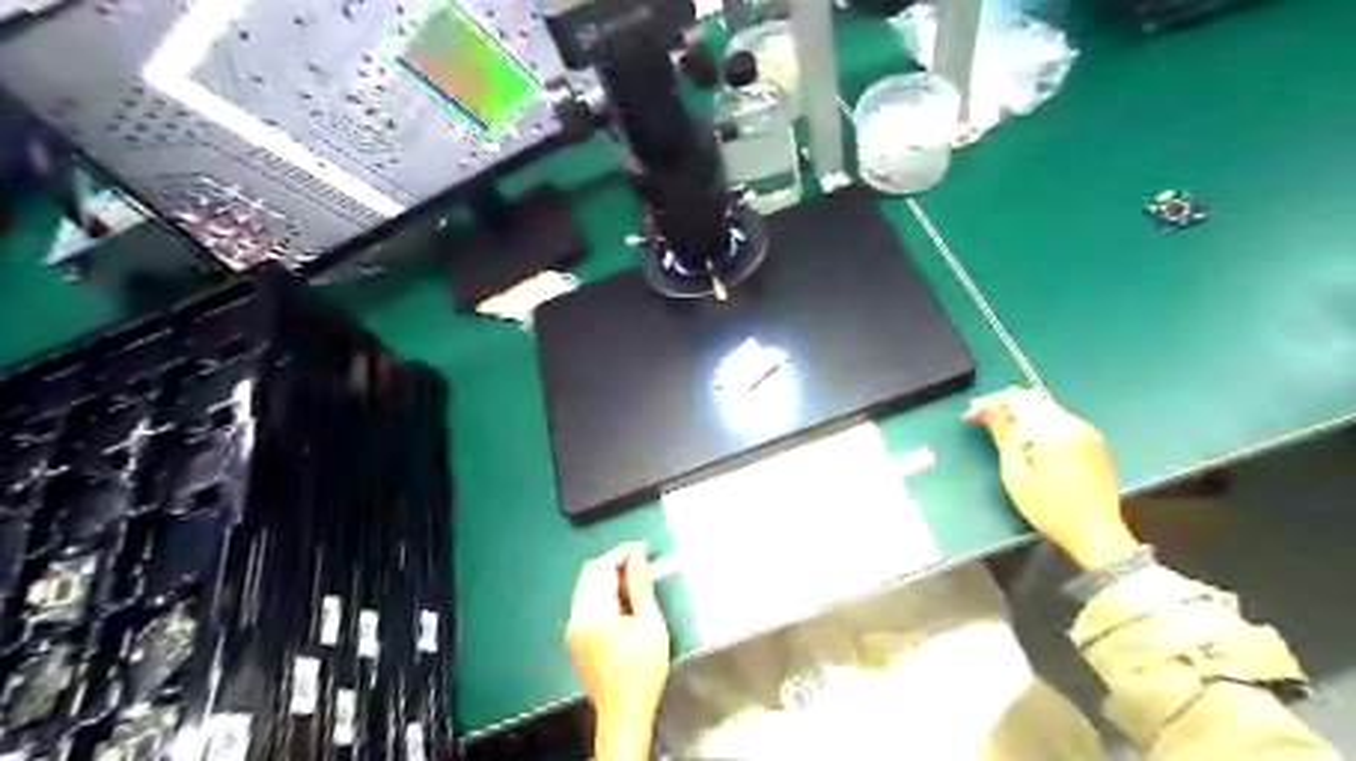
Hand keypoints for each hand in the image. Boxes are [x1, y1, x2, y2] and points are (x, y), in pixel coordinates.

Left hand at [566, 542, 667, 759]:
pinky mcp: (574, 639)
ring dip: (606, 577)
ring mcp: (572, 629)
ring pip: (584, 587)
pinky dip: (600, 592)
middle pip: (589, 574)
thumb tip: (636, 559)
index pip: (603, 568)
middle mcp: (577, 617)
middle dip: (613, 562)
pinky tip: (620, 601)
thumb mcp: (651, 626)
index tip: (642, 547)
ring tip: (633, 580)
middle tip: (640, 562)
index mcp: (595, 613)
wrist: (623, 713)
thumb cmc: (643, 671)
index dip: (622, 552)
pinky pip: (583, 603)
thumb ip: (640, 589)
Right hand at [962, 391, 1140, 568]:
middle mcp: (1074, 423)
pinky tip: (1030, 444)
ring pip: (1047, 409)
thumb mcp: (1015, 473)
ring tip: (1003, 434)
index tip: (971, 416)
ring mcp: (1087, 433)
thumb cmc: (1048, 508)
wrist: (1096, 534)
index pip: (1016, 398)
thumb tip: (987, 408)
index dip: (990, 402)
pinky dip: (1040, 425)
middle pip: (1033, 400)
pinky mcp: (1094, 444)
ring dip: (1022, 415)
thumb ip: (1002, 434)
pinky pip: (1061, 422)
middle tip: (982, 421)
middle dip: (1005, 406)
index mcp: (1053, 429)